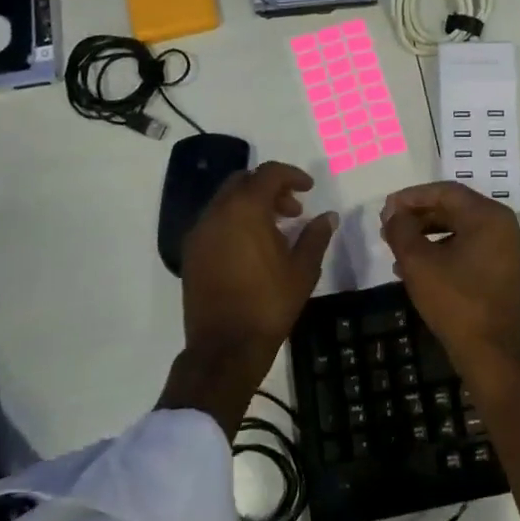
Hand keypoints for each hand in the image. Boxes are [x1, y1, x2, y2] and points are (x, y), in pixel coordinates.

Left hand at [159, 161, 335, 436]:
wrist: (225, 347)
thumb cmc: (269, 304)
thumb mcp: (303, 270)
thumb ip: (315, 236)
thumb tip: (328, 216)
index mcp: (245, 210)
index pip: (268, 173)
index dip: (292, 175)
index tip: (309, 189)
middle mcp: (217, 213)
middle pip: (243, 181)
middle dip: (269, 188)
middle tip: (293, 210)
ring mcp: (199, 233)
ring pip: (225, 201)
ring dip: (251, 205)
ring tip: (275, 230)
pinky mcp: (191, 253)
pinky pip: (214, 222)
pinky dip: (234, 221)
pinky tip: (252, 248)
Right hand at [381, 181, 519, 519]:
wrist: (493, 355)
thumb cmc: (455, 302)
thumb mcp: (419, 263)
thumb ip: (402, 230)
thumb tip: (393, 213)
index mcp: (488, 216)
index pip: (445, 191)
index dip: (411, 197)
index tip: (385, 209)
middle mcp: (504, 225)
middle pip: (454, 208)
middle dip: (418, 216)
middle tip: (388, 227)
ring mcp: (507, 249)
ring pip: (461, 229)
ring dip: (428, 234)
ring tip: (397, 248)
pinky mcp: (505, 270)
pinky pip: (470, 247)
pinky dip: (444, 250)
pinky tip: (418, 267)